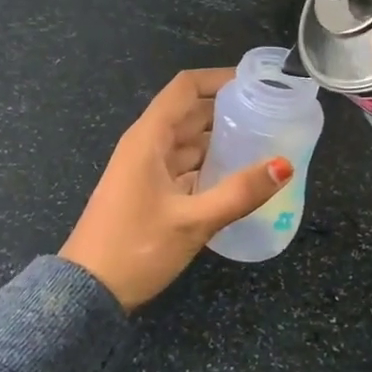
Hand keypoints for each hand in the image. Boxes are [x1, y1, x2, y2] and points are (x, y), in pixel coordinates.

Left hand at [61, 69, 293, 310]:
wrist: (86, 293)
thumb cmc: (134, 248)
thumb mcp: (192, 221)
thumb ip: (240, 192)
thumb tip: (284, 165)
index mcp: (149, 138)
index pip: (185, 88)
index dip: (219, 78)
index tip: (256, 82)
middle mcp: (146, 145)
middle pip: (190, 113)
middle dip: (228, 110)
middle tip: (270, 115)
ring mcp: (145, 169)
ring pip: (188, 142)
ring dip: (220, 139)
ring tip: (263, 142)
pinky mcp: (148, 192)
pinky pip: (184, 166)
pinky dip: (209, 165)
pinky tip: (237, 176)